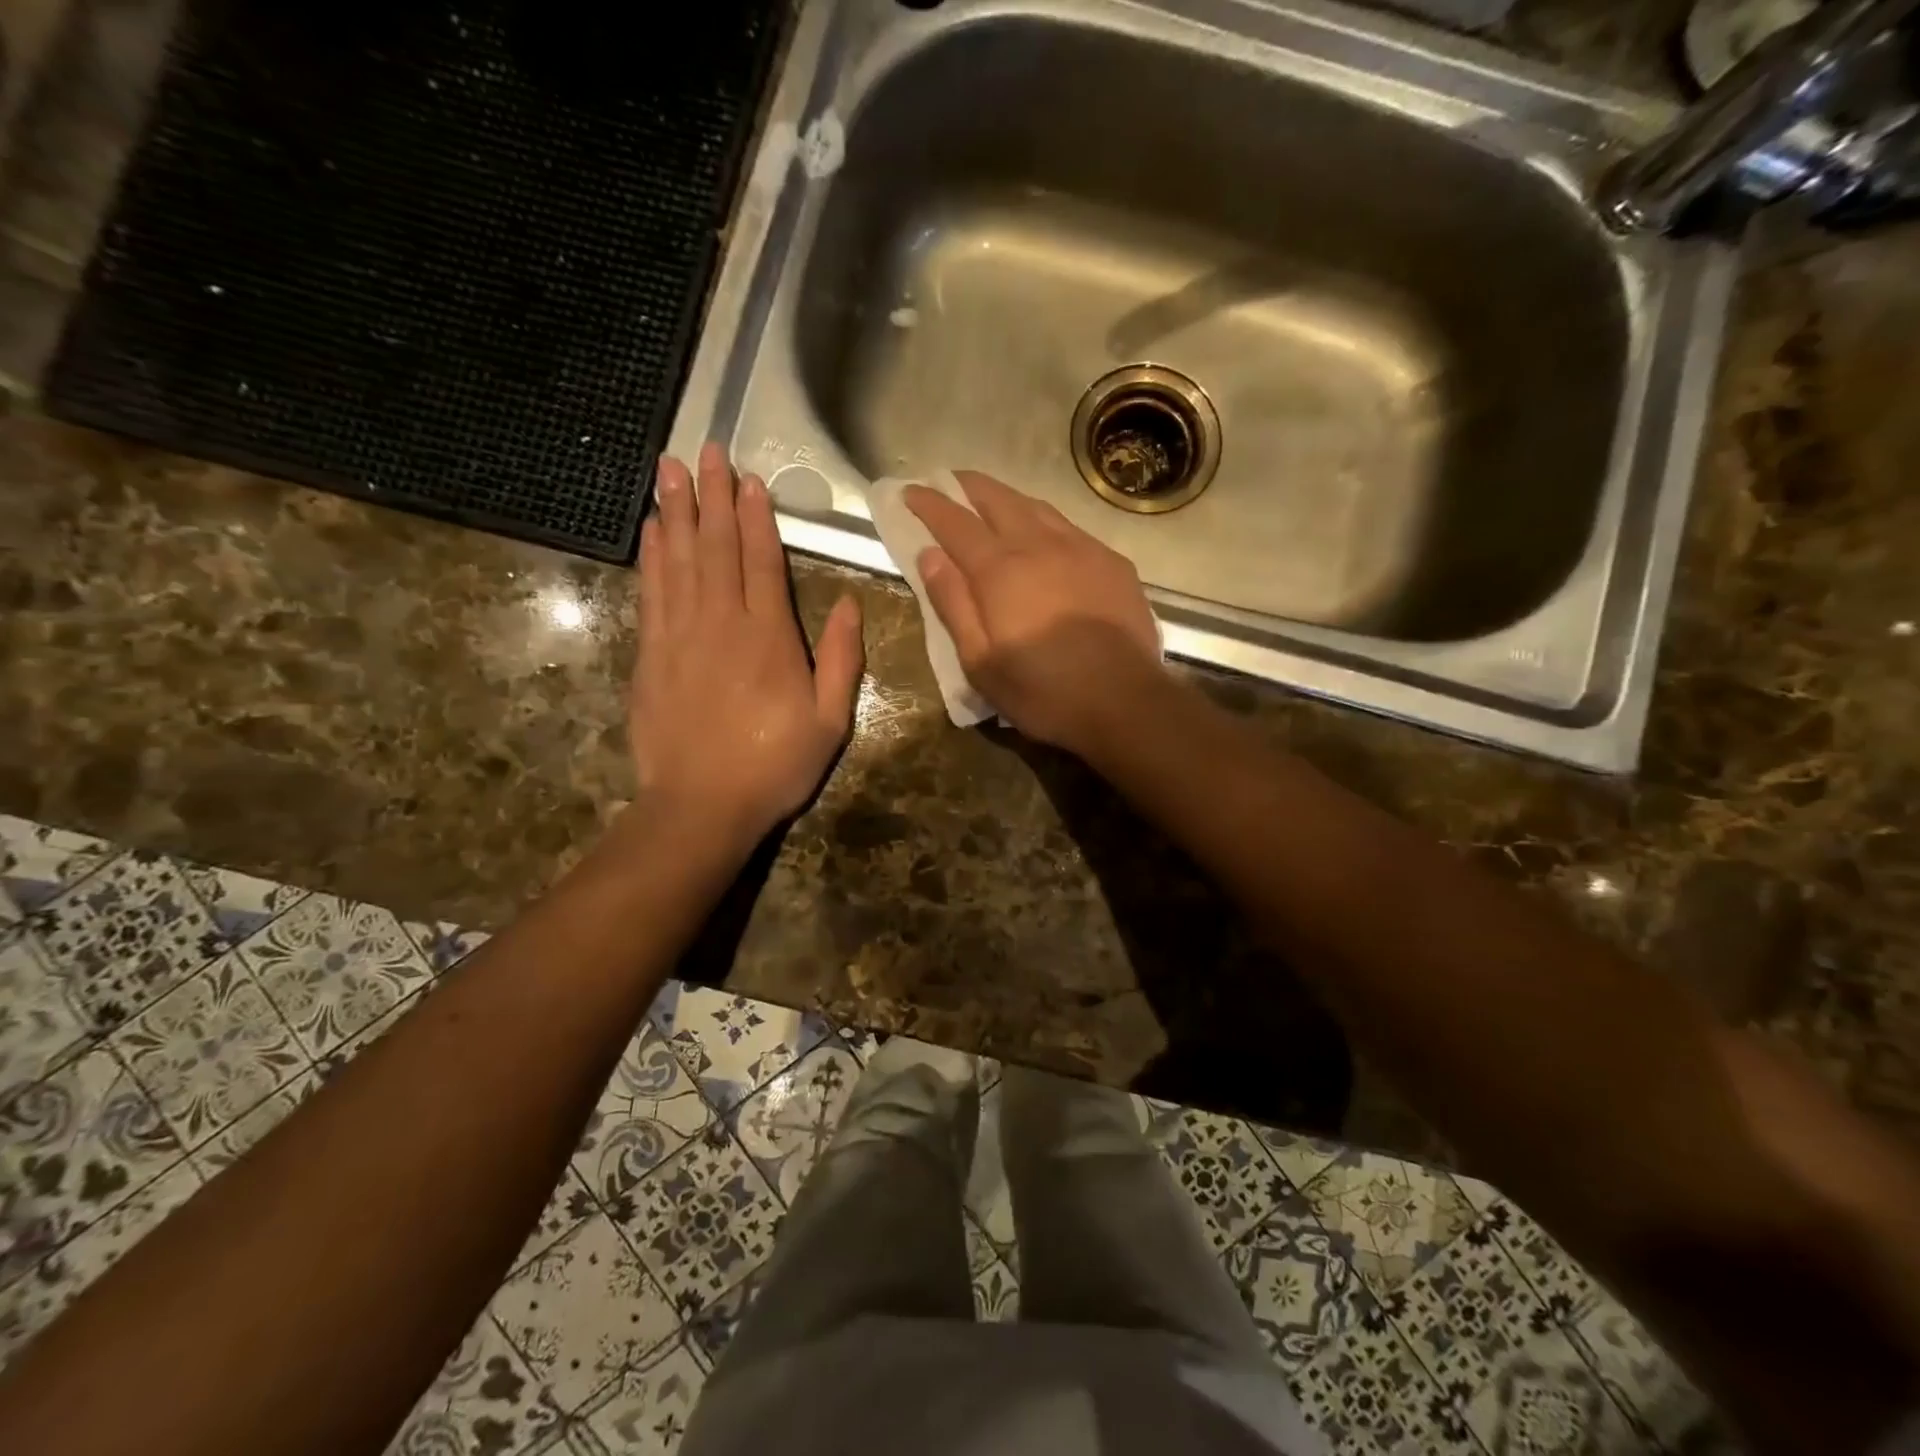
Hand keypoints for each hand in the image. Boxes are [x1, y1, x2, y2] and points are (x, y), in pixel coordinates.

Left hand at [631, 444, 863, 853]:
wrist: (702, 805)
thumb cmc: (775, 765)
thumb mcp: (830, 720)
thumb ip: (840, 658)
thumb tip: (847, 604)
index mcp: (770, 636)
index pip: (763, 561)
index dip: (756, 516)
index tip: (749, 478)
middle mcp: (722, 622)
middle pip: (716, 547)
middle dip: (711, 495)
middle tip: (704, 450)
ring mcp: (681, 635)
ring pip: (679, 559)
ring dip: (675, 511)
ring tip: (669, 470)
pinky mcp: (651, 654)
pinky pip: (651, 591)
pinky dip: (651, 556)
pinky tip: (650, 530)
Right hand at [905, 472, 1161, 753]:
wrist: (1126, 702)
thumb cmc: (1043, 691)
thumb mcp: (981, 663)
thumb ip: (953, 604)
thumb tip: (929, 555)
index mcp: (1000, 571)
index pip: (955, 523)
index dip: (929, 504)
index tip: (910, 491)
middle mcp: (1039, 545)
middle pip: (997, 500)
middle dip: (968, 487)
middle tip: (949, 483)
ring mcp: (1082, 549)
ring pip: (1036, 507)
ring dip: (1007, 498)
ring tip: (991, 502)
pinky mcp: (1113, 563)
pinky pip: (1070, 527)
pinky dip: (1044, 520)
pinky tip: (1044, 534)